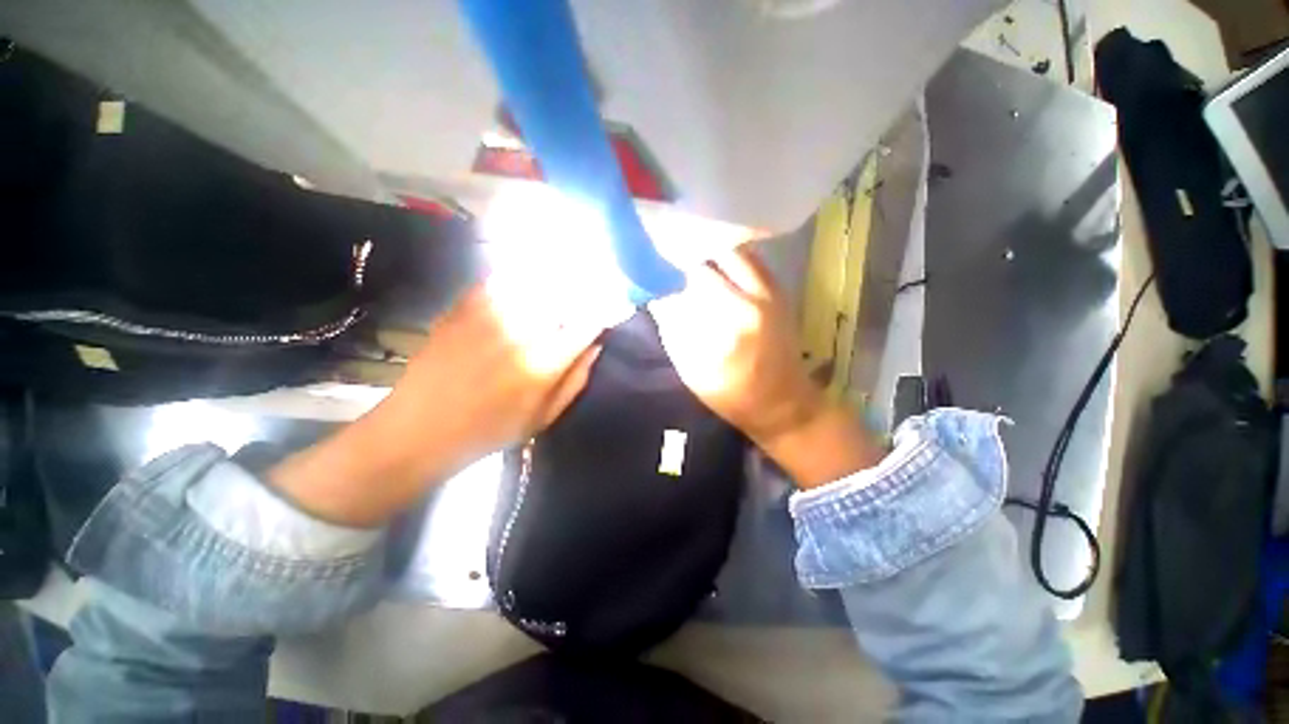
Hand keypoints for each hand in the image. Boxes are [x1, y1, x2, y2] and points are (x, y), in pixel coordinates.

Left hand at [270, 281, 605, 525]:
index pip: (588, 323)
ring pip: (535, 280)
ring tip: (567, 278)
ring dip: (557, 276)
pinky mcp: (464, 305)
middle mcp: (519, 330)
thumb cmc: (489, 431)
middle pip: (564, 293)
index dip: (607, 309)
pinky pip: (502, 278)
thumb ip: (576, 379)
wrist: (420, 430)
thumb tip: (596, 345)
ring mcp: (489, 313)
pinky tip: (528, 279)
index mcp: (543, 363)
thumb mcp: (544, 417)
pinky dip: (521, 276)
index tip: (618, 303)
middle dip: (585, 288)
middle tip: (594, 288)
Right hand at [649, 249, 883, 486]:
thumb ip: (673, 329)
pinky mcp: (779, 291)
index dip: (667, 273)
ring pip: (733, 252)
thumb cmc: (733, 394)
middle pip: (712, 257)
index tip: (652, 275)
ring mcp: (771, 291)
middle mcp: (753, 298)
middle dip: (686, 261)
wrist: (783, 401)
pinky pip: (750, 260)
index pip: (690, 279)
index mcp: (729, 322)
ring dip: (708, 256)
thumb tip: (658, 296)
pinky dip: (728, 259)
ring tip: (690, 266)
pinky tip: (715, 270)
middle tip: (670, 268)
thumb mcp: (693, 370)